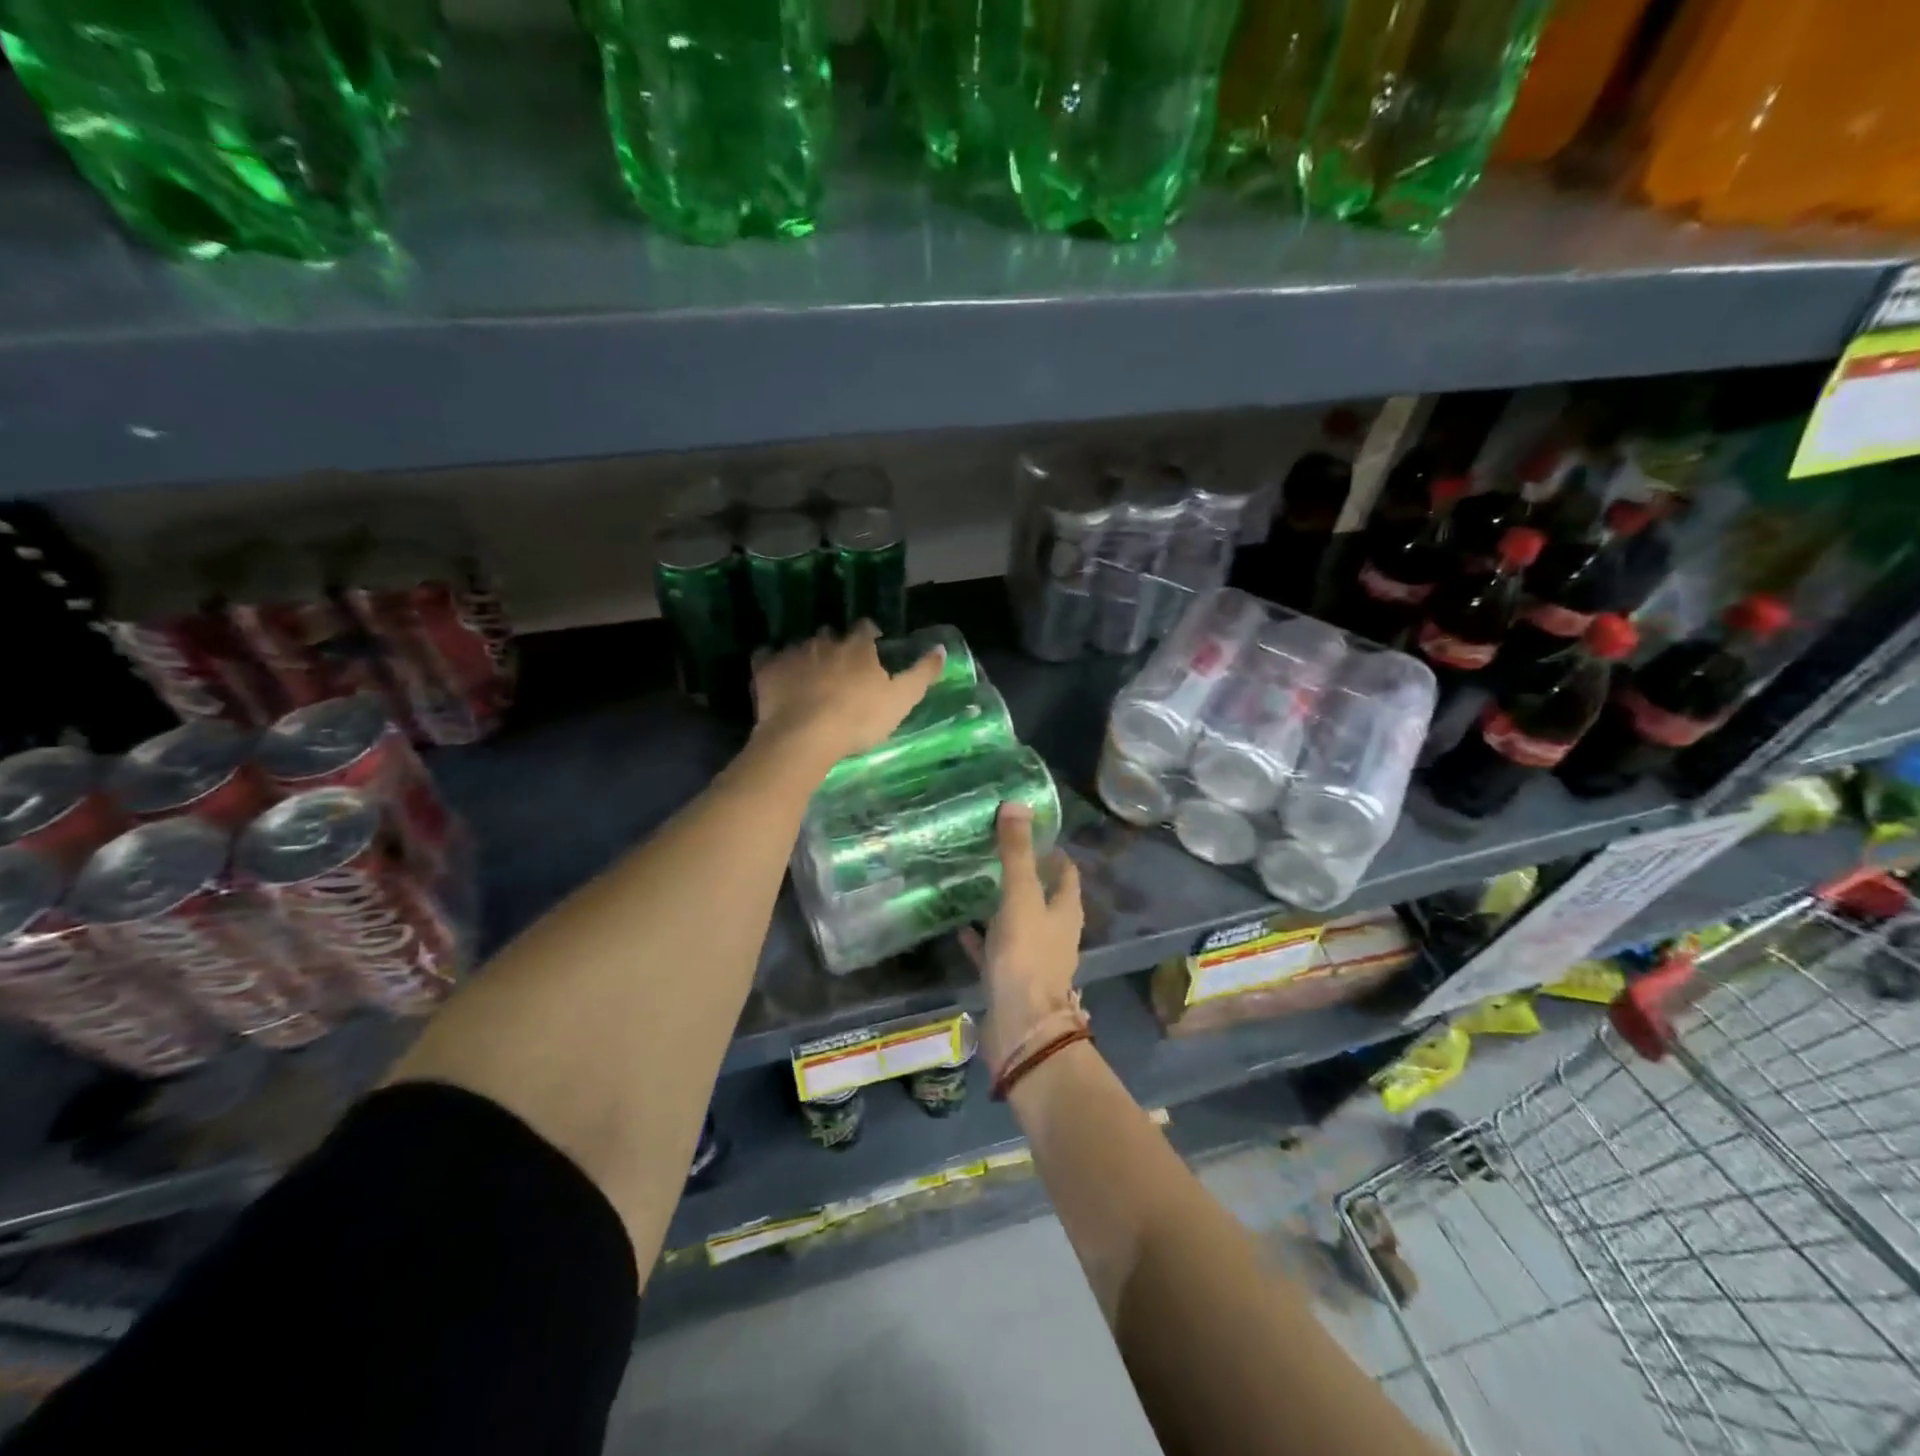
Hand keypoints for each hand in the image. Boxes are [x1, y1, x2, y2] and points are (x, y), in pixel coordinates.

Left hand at [751, 622, 945, 770]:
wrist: (804, 736)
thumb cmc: (858, 719)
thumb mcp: (902, 700)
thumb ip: (922, 673)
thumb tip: (941, 648)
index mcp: (858, 646)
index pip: (866, 628)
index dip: (870, 637)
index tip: (873, 649)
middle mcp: (825, 641)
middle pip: (833, 634)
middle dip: (837, 646)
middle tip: (840, 668)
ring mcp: (793, 652)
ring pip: (802, 645)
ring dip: (807, 655)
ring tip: (809, 676)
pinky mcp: (766, 668)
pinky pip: (767, 656)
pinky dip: (773, 663)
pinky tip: (776, 675)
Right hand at [961, 803, 1083, 1067]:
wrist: (1021, 1027)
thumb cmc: (1027, 956)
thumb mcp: (1021, 897)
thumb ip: (1017, 854)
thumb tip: (1017, 804)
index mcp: (1066, 910)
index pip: (1066, 872)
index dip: (1053, 851)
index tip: (1028, 831)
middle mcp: (1055, 932)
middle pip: (1043, 896)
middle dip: (1024, 875)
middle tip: (994, 851)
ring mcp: (1033, 957)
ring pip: (1018, 922)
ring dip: (1002, 905)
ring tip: (975, 881)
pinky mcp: (1010, 978)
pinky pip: (994, 949)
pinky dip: (981, 937)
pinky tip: (959, 925)